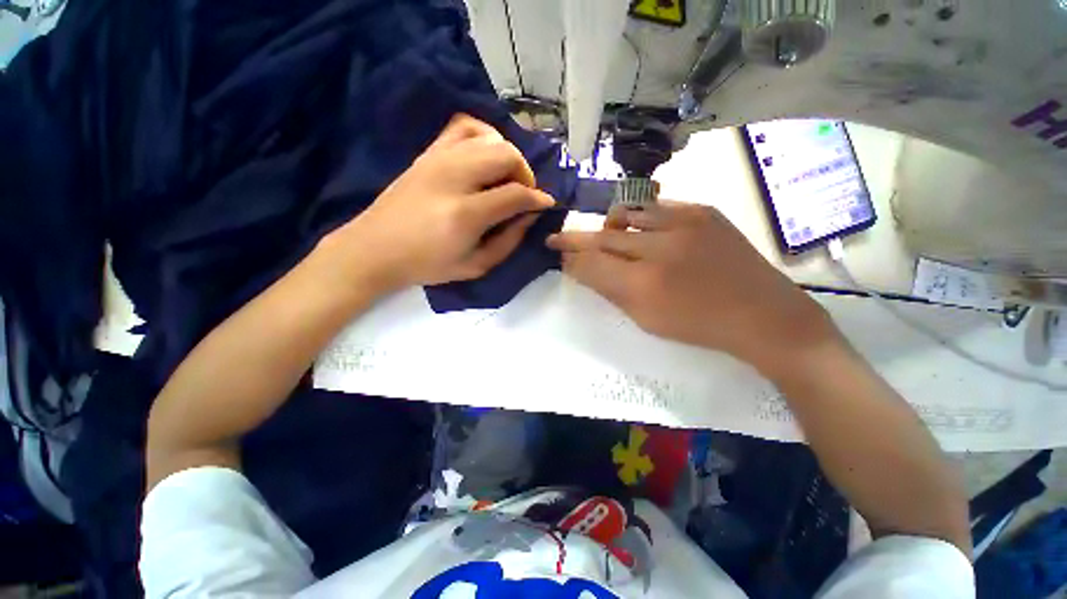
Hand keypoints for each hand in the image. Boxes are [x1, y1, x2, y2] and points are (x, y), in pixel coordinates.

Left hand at [321, 114, 554, 292]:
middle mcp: (454, 178)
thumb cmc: (427, 265)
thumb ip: (509, 241)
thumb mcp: (476, 266)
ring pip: (490, 137)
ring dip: (507, 157)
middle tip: (523, 195)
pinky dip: (483, 135)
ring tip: (505, 179)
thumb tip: (530, 215)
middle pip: (507, 155)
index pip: (516, 194)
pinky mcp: (428, 153)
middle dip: (525, 174)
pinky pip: (463, 126)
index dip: (538, 198)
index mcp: (466, 214)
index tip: (545, 204)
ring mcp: (438, 160)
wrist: (375, 249)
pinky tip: (485, 156)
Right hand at [547, 202, 837, 372]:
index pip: (590, 264)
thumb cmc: (699, 326)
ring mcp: (684, 223)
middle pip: (602, 237)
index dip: (569, 257)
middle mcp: (659, 248)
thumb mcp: (646, 319)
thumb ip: (611, 291)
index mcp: (644, 285)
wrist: (764, 315)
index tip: (557, 254)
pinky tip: (640, 230)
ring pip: (625, 213)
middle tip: (557, 238)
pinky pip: (655, 206)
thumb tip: (583, 269)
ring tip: (604, 235)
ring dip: (607, 226)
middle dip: (574, 238)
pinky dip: (639, 217)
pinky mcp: (703, 211)